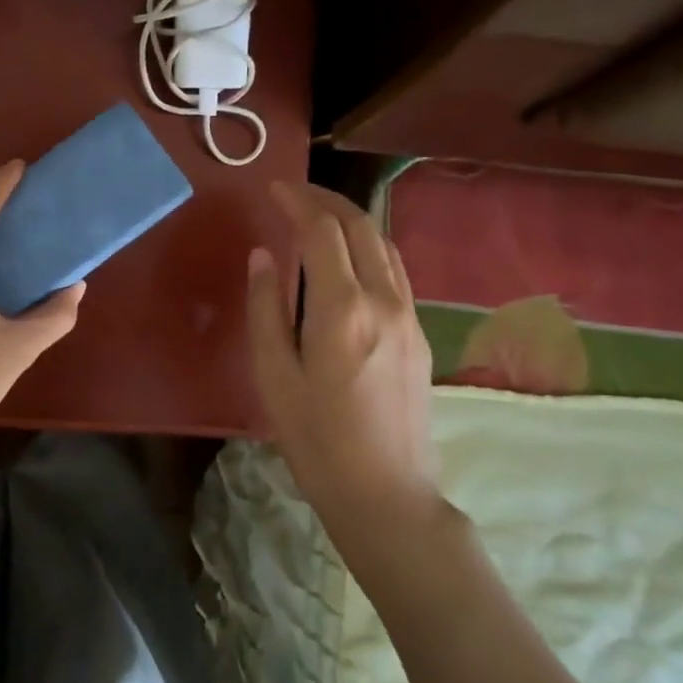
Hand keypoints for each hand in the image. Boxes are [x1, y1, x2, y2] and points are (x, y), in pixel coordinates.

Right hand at [246, 182, 435, 530]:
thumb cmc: (316, 440)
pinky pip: (395, 270)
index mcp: (342, 309)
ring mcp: (408, 315)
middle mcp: (383, 300)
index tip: (274, 188)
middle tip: (294, 193)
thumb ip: (266, 308)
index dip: (297, 202)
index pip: (323, 231)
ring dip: (351, 220)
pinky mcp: (418, 333)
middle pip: (360, 227)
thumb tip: (264, 256)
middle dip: (326, 200)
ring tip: (319, 215)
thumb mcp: (274, 376)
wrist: (386, 493)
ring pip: (384, 244)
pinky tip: (349, 258)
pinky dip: (369, 247)